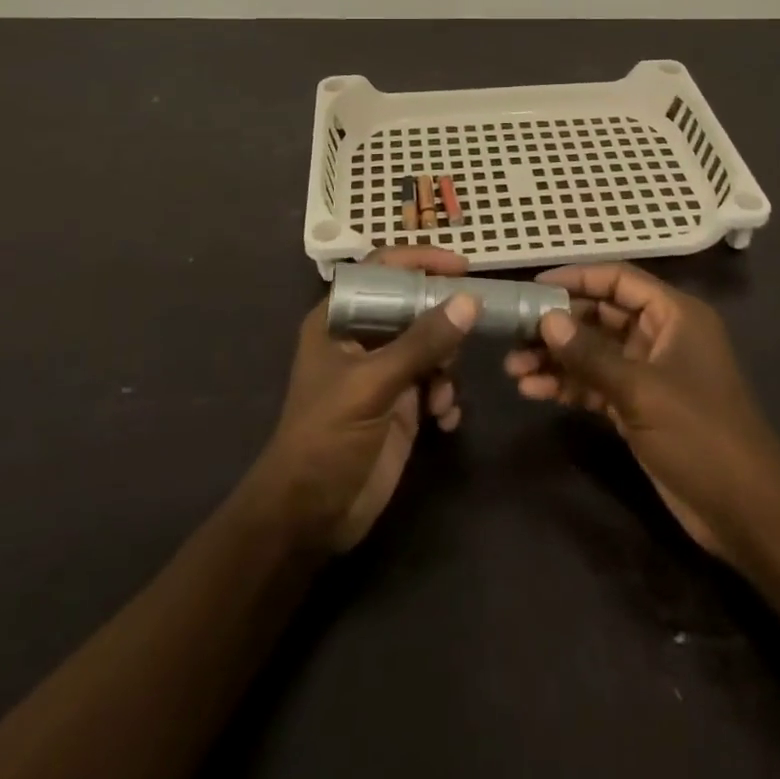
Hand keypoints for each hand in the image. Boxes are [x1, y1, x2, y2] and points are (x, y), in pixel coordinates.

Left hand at [246, 248, 477, 551]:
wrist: (309, 517)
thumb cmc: (327, 438)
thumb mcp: (373, 385)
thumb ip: (422, 342)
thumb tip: (470, 300)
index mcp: (340, 318)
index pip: (382, 269)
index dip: (420, 261)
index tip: (462, 267)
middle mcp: (362, 338)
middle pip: (413, 306)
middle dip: (442, 323)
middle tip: (467, 336)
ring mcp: (382, 372)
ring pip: (430, 346)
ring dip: (446, 367)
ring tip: (441, 396)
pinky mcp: (399, 406)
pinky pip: (435, 383)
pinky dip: (445, 396)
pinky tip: (444, 420)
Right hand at [505, 262, 779, 564]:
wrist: (745, 513)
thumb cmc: (700, 434)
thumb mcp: (641, 390)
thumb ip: (591, 354)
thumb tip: (546, 320)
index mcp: (674, 315)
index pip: (619, 279)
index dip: (577, 278)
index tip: (533, 287)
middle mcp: (661, 335)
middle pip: (601, 315)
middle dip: (558, 324)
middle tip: (513, 332)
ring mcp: (650, 372)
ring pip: (594, 351)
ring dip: (556, 358)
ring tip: (513, 367)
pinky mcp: (640, 405)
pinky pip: (597, 383)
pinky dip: (568, 385)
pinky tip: (532, 391)